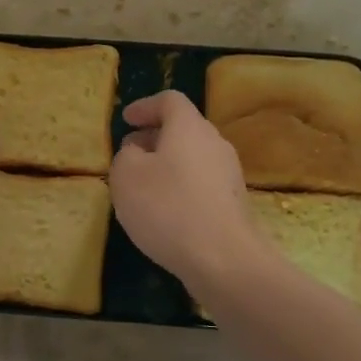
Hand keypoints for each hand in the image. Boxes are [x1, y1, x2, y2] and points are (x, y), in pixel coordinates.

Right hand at [109, 90, 269, 296]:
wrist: (223, 259)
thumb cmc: (168, 208)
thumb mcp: (126, 176)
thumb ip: (126, 155)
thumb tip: (137, 152)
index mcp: (189, 128)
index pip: (170, 101)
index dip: (145, 106)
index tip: (126, 119)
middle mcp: (215, 144)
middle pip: (184, 129)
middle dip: (155, 137)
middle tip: (130, 152)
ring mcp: (229, 175)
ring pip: (193, 157)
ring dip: (167, 164)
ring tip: (143, 186)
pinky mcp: (233, 203)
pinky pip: (202, 183)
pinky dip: (181, 187)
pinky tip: (166, 212)